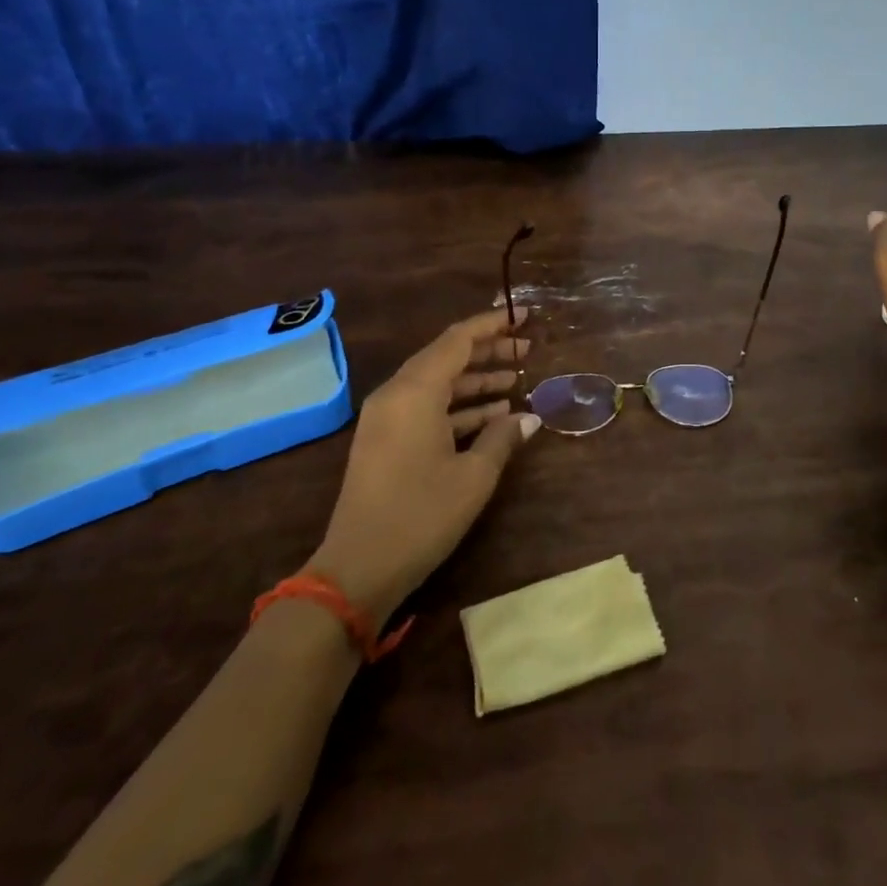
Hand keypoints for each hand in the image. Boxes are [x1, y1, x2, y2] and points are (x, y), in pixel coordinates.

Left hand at [307, 308, 540, 624]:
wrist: (357, 569)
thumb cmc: (420, 515)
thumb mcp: (473, 477)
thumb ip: (503, 438)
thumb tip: (529, 418)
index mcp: (415, 391)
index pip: (458, 339)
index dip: (492, 325)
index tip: (523, 316)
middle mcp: (397, 394)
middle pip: (447, 357)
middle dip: (488, 352)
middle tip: (527, 351)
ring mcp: (387, 418)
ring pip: (437, 383)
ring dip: (476, 380)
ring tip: (516, 383)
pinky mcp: (385, 440)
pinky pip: (426, 407)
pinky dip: (458, 406)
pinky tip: (491, 416)